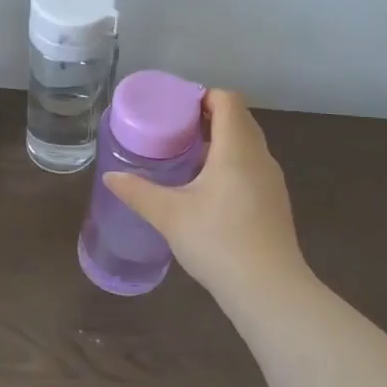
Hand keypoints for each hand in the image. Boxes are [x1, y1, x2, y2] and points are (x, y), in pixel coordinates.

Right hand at [103, 89, 305, 294]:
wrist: (269, 290)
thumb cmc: (218, 241)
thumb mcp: (169, 215)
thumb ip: (138, 192)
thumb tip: (111, 176)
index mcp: (236, 148)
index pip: (227, 100)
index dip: (202, 96)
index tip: (174, 109)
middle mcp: (259, 156)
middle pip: (238, 118)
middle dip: (207, 116)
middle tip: (173, 130)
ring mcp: (272, 180)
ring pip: (247, 143)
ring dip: (220, 141)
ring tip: (186, 156)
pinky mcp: (275, 202)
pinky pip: (252, 165)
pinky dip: (231, 162)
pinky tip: (208, 188)